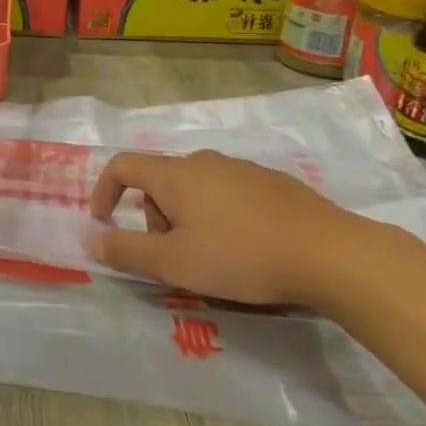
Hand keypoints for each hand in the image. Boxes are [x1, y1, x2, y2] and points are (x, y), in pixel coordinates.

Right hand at [86, 150, 366, 306]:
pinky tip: (246, 249)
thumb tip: (94, 241)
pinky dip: (220, 216)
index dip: (104, 190)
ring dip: (187, 218)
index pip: (123, 166)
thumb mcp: (174, 263)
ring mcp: (242, 169)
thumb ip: (128, 252)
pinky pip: (229, 194)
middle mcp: (204, 161)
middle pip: (161, 181)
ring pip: (196, 188)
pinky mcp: (274, 183)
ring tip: (211, 258)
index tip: (103, 221)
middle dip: (153, 216)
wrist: (332, 254)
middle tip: (171, 256)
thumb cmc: (241, 256)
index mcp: (175, 175)